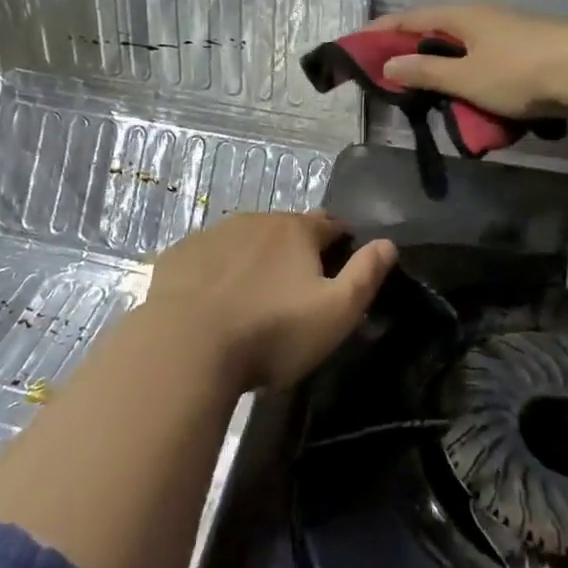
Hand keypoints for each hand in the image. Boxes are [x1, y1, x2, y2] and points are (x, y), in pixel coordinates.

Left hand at [143, 212, 395, 389]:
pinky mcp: (179, 255)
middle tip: (296, 289)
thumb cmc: (272, 332)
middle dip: (296, 250)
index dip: (341, 242)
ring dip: (255, 259)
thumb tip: (388, 243)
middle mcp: (255, 220)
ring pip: (245, 240)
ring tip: (255, 297)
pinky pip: (208, 257)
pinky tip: (214, 300)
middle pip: (286, 229)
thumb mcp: (335, 312)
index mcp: (296, 230)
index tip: (341, 266)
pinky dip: (217, 271)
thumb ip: (365, 275)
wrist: (186, 347)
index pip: (330, 224)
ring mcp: (212, 235)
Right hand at [372, 3, 567, 117]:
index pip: (410, 19)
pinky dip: (466, 74)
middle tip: (389, 73)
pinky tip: (468, 93)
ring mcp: (507, 32)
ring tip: (426, 90)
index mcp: (461, 16)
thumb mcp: (465, 77)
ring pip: (461, 47)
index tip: (357, 44)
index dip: (381, 32)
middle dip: (410, 50)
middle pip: (435, 30)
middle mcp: (481, 17)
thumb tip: (388, 64)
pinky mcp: (527, 50)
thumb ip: (426, 73)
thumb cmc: (521, 72)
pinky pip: (483, 60)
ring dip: (440, 66)